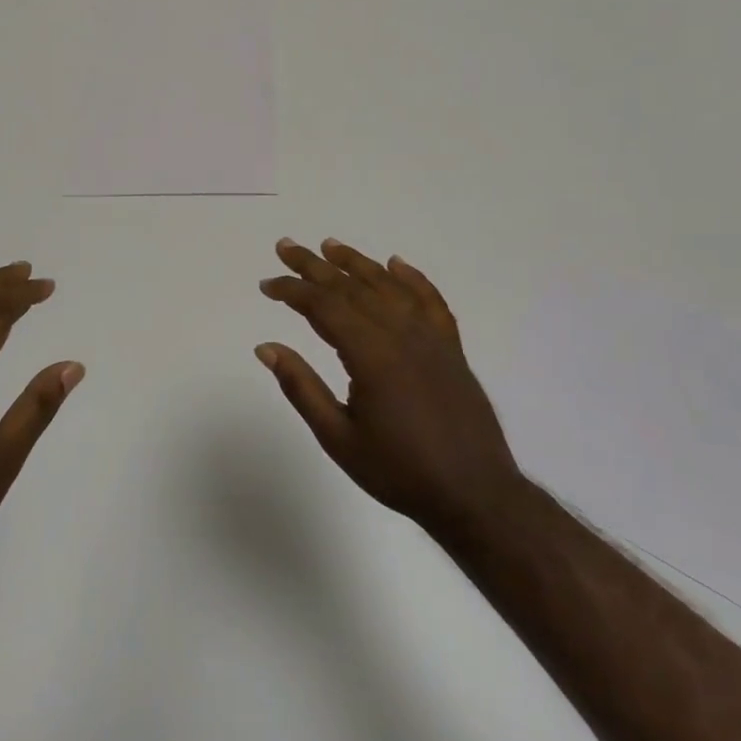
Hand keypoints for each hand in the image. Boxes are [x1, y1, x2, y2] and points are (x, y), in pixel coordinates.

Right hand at [257, 238, 521, 535]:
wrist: (474, 494)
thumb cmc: (399, 471)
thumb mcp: (338, 437)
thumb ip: (301, 387)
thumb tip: (266, 348)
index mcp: (372, 355)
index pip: (324, 306)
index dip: (292, 291)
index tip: (267, 285)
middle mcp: (402, 334)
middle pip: (352, 288)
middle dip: (314, 266)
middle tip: (285, 247)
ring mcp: (431, 338)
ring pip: (389, 287)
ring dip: (357, 263)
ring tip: (329, 246)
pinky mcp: (451, 348)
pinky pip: (430, 301)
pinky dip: (412, 279)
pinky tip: (396, 264)